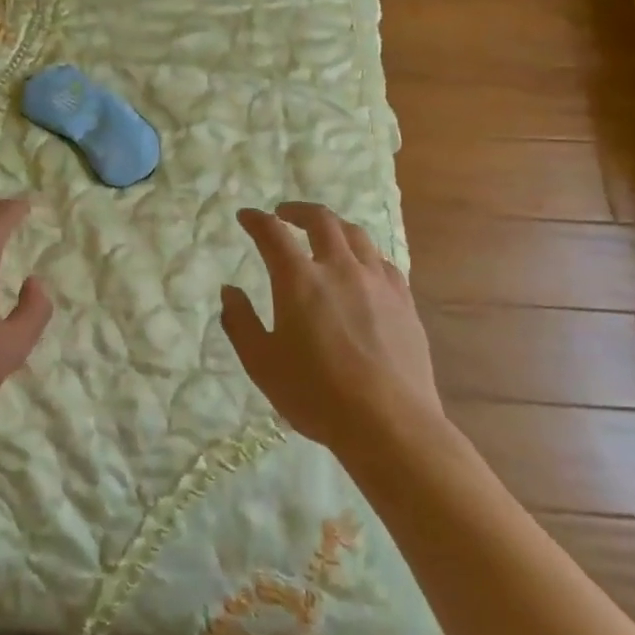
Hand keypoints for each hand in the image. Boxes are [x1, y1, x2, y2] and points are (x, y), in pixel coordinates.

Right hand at [221, 203, 440, 452]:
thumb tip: (230, 291)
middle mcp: (339, 269)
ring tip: (324, 233)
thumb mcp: (261, 363)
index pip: (272, 233)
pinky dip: (365, 254)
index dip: (256, 220)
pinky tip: (362, 266)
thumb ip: (240, 322)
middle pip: (321, 221)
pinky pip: (383, 262)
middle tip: (284, 213)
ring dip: (334, 226)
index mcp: (299, 281)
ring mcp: (377, 283)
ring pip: (357, 236)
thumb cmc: (316, 395)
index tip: (246, 216)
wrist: (390, 424)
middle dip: (298, 210)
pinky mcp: (404, 302)